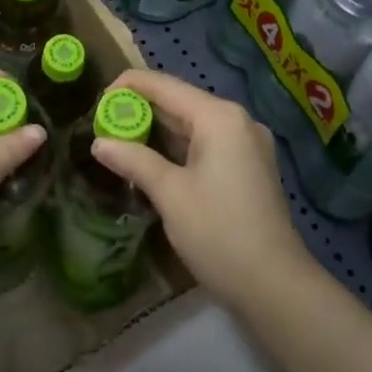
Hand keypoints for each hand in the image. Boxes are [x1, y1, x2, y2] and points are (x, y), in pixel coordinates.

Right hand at [91, 69, 313, 317]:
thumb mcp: (170, 194)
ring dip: (158, 132)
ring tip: (121, 143)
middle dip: (141, 111)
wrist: (275, 285)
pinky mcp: (250, 165)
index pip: (164, 85)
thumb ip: (134, 161)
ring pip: (193, 124)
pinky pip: (207, 143)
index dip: (127, 87)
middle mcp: (237, 120)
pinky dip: (179, 148)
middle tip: (103, 126)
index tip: (97, 103)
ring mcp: (247, 143)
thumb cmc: (218, 232)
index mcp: (219, 117)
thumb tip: (99, 143)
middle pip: (180, 102)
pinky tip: (154, 162)